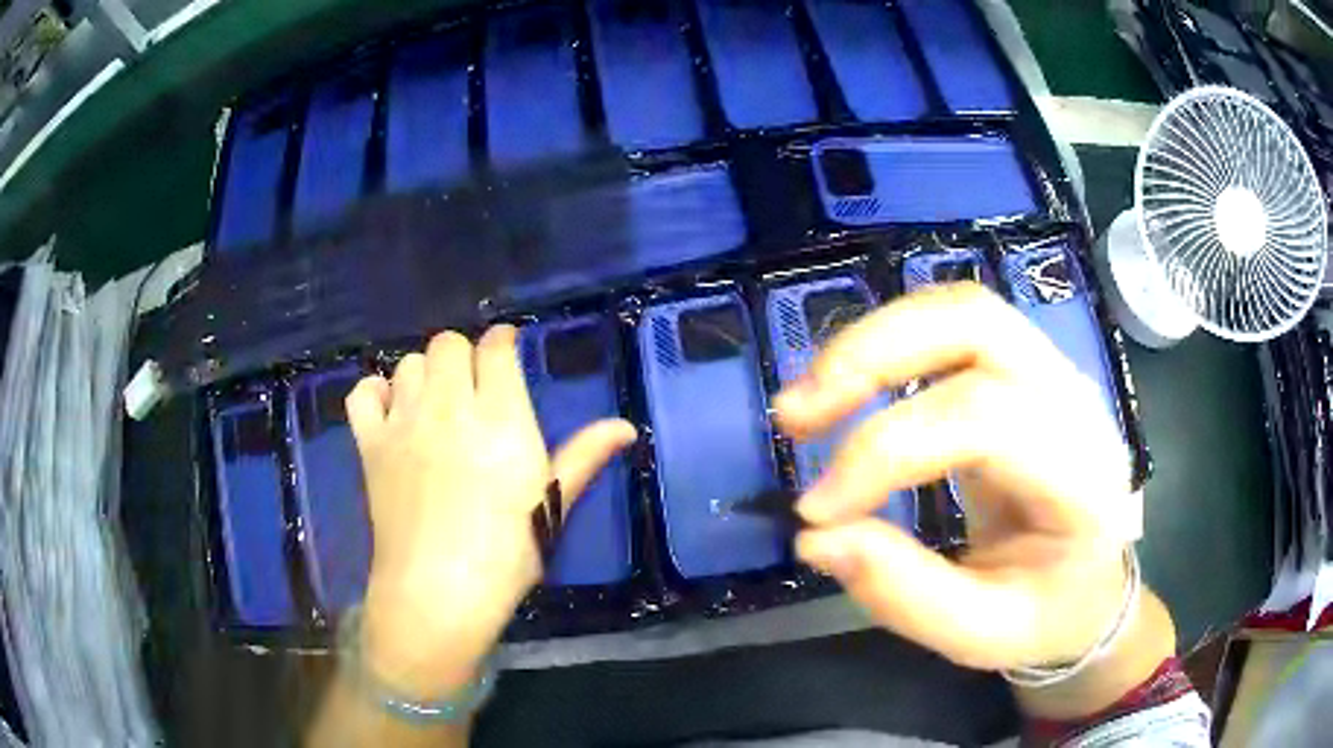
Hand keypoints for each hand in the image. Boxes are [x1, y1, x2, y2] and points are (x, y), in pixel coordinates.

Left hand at [344, 325, 635, 696]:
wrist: (438, 591)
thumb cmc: (507, 554)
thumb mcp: (551, 505)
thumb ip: (583, 457)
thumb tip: (626, 426)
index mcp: (501, 418)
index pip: (496, 349)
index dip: (502, 341)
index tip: (506, 349)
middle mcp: (449, 406)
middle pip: (447, 344)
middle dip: (463, 356)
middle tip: (472, 388)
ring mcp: (404, 422)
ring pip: (408, 363)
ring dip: (425, 374)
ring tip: (435, 403)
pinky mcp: (371, 444)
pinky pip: (363, 394)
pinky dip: (376, 393)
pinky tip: (391, 411)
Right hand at [776, 283, 1134, 671]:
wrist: (1091, 586)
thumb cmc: (1048, 616)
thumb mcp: (981, 635)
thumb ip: (906, 594)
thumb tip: (817, 538)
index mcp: (1082, 474)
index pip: (985, 421)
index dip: (886, 451)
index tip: (815, 510)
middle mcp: (1075, 400)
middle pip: (975, 324)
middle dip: (871, 356)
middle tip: (794, 416)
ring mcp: (1054, 372)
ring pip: (960, 309)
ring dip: (872, 340)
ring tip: (808, 400)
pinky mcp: (1026, 369)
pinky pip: (954, 326)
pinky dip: (890, 344)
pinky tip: (849, 387)